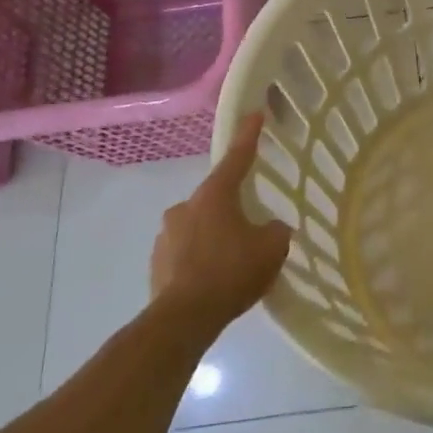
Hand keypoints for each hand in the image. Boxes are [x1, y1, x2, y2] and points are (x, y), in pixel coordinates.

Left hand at [150, 113, 291, 330]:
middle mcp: (186, 206)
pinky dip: (199, 259)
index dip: (249, 135)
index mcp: (215, 194)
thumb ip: (276, 231)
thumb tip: (271, 228)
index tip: (255, 113)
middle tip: (250, 228)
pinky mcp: (156, 263)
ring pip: (198, 226)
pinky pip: (185, 252)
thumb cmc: (230, 273)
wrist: (182, 320)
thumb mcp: (271, 249)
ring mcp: (166, 235)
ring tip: (231, 262)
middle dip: (231, 208)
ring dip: (213, 236)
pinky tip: (213, 280)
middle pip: (215, 198)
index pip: (237, 157)